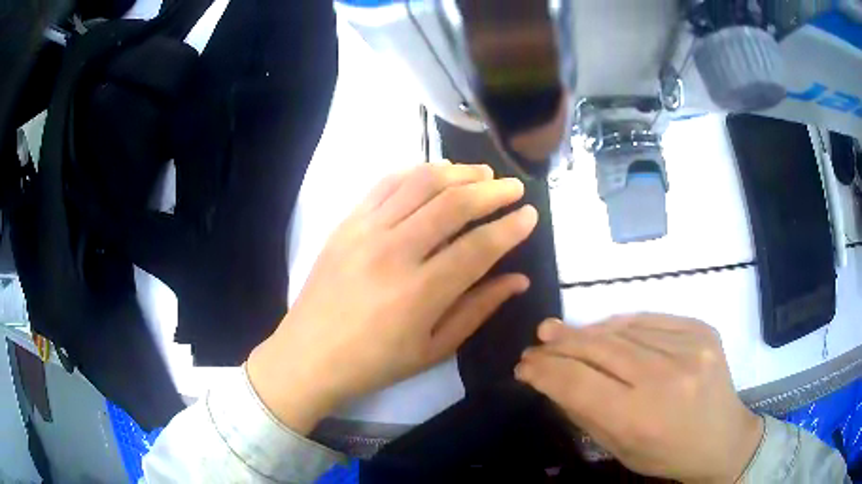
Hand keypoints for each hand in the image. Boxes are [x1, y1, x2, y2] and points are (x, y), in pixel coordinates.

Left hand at [248, 162, 537, 433]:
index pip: (479, 246)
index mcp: (420, 293)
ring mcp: (365, 231)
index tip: (530, 215)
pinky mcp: (346, 223)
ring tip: (481, 173)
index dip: (511, 227)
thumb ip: (478, 309)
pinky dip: (415, 172)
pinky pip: (385, 184)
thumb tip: (517, 279)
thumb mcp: (434, 349)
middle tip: (514, 187)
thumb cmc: (375, 363)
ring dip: (457, 172)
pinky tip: (435, 173)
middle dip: (492, 190)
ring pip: (420, 183)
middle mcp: (394, 252)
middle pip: (453, 204)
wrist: (310, 355)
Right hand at [516, 314, 763, 483]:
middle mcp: (665, 377)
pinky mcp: (702, 330)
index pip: (578, 384)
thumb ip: (586, 413)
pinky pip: (651, 319)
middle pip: (599, 349)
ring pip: (623, 329)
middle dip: (560, 344)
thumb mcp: (620, 449)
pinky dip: (622, 323)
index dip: (545, 371)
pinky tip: (605, 328)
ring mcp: (688, 347)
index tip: (524, 366)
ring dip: (588, 331)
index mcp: (640, 417)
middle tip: (537, 340)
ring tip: (564, 333)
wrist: (722, 438)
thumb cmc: (667, 454)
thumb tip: (554, 380)